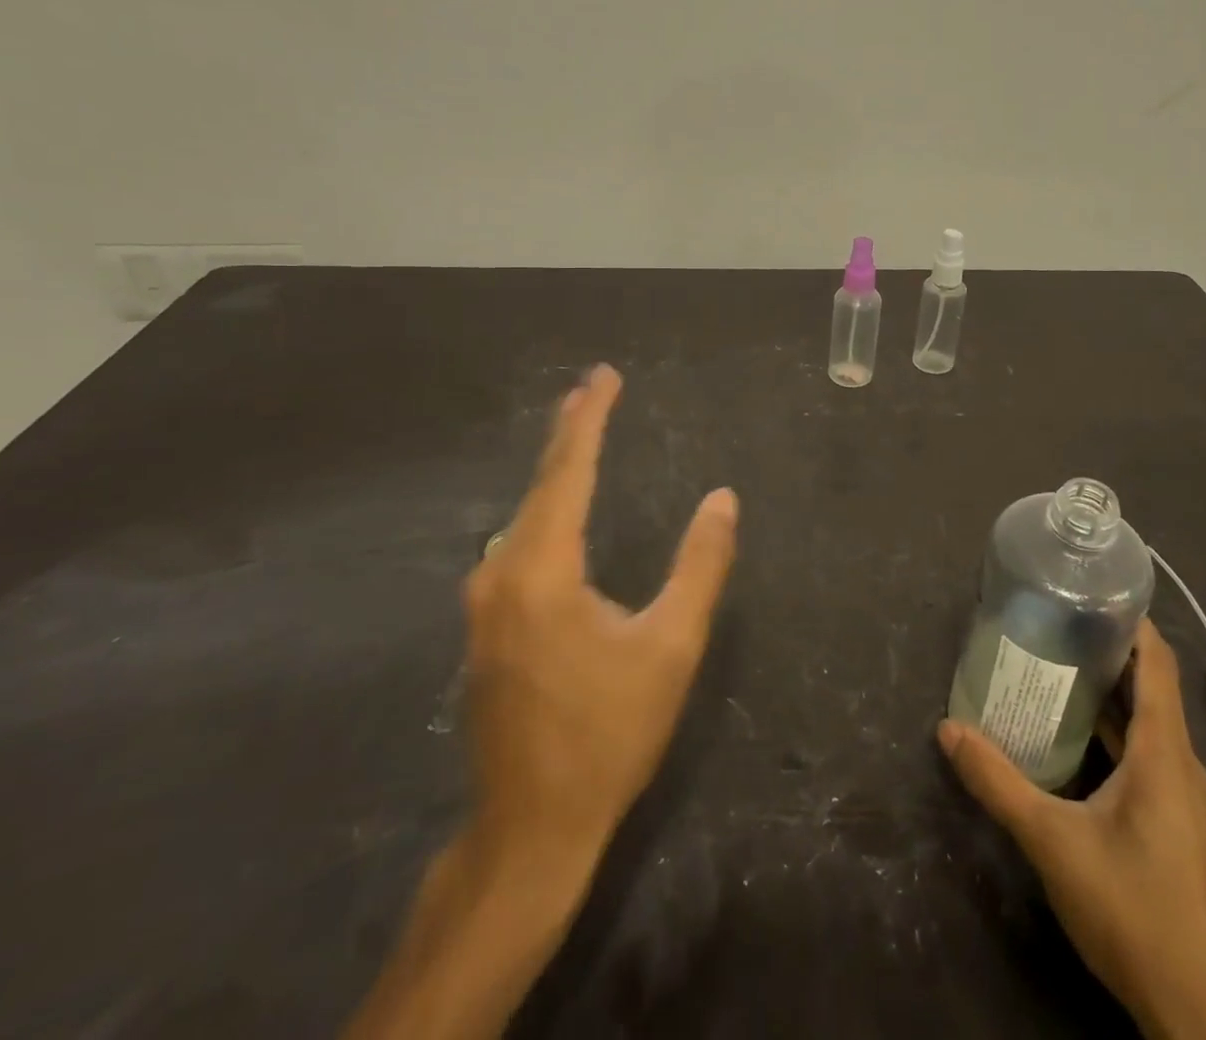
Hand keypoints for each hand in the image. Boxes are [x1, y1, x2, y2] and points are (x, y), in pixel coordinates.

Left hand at [464, 363, 739, 860]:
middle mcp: (501, 573)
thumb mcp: (671, 647)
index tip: (604, 376)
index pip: (569, 472)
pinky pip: (518, 546)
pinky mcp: (485, 627)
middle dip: (570, 433)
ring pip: (525, 516)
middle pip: (541, 486)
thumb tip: (722, 499)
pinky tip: (559, 510)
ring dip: (556, 473)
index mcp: (542, 569)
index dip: (590, 419)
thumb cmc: (607, 735)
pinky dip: (545, 511)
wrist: (530, 830)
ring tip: (580, 434)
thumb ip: (700, 566)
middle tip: (591, 388)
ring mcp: (484, 603)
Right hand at [939, 621, 1205, 1039]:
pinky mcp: (1183, 833)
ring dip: (1111, 700)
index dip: (1131, 623)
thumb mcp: (1054, 844)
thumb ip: (998, 783)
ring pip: (1150, 730)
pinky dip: (1118, 740)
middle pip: (1151, 691)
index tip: (1090, 591)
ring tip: (1057, 673)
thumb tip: (947, 728)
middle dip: (1107, 655)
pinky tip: (1079, 747)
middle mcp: (1184, 769)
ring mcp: (1188, 804)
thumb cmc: (1135, 913)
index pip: (1156, 665)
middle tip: (1053, 626)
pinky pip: (1151, 763)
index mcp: (1165, 755)